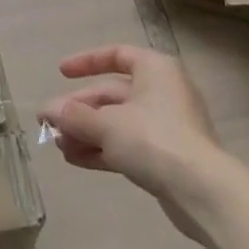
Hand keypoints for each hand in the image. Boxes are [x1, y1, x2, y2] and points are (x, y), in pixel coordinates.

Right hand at [39, 45, 222, 242]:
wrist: (203, 193)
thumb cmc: (154, 139)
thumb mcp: (107, 124)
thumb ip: (73, 116)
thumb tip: (46, 111)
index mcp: (154, 69)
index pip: (116, 55)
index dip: (86, 62)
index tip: (61, 73)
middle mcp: (162, 91)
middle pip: (112, 94)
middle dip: (79, 110)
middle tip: (49, 123)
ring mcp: (166, 126)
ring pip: (118, 122)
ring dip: (87, 132)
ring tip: (58, 145)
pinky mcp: (167, 156)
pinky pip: (127, 145)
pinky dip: (102, 149)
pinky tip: (75, 159)